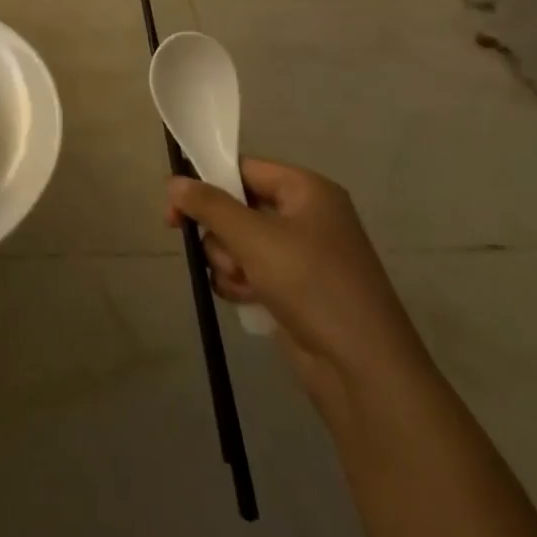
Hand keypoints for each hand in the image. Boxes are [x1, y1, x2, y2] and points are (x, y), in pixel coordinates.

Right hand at [167, 158, 427, 408]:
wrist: (362, 367)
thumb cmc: (311, 284)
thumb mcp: (254, 237)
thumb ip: (209, 206)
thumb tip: (174, 182)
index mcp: (306, 190)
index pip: (244, 168)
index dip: (207, 183)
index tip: (175, 207)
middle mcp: (305, 216)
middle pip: (237, 207)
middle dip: (221, 234)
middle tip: (214, 253)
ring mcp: (302, 255)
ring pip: (239, 243)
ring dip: (229, 263)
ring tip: (244, 284)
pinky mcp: (295, 289)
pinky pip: (251, 271)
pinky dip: (241, 284)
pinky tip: (247, 300)